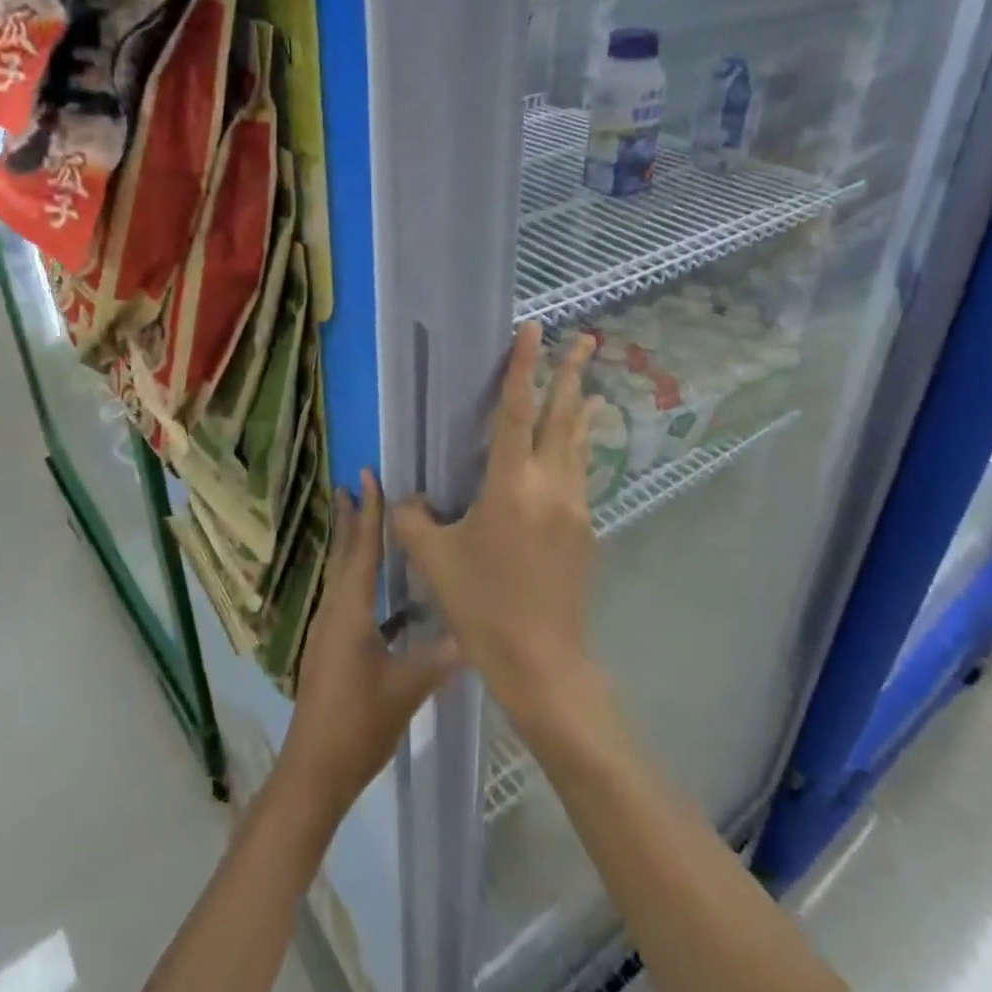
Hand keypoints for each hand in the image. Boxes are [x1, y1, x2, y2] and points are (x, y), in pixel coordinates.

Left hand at [279, 471, 459, 817]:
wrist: (313, 771)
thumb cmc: (358, 724)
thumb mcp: (406, 689)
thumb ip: (440, 657)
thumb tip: (475, 630)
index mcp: (350, 612)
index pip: (362, 550)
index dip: (368, 512)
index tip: (366, 476)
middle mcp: (333, 611)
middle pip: (344, 553)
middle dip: (351, 517)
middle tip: (355, 482)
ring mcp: (328, 630)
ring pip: (341, 573)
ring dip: (350, 541)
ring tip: (361, 516)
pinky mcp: (329, 647)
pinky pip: (343, 595)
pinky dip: (356, 574)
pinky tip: (377, 586)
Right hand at [394, 322, 603, 729]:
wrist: (542, 661)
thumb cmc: (481, 606)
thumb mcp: (433, 560)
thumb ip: (412, 519)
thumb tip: (404, 498)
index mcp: (511, 484)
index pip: (516, 410)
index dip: (522, 366)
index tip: (533, 329)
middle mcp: (551, 485)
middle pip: (563, 416)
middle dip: (572, 373)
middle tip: (586, 339)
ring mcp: (575, 507)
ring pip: (578, 445)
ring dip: (580, 410)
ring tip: (588, 386)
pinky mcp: (585, 530)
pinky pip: (580, 475)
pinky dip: (578, 450)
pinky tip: (574, 451)